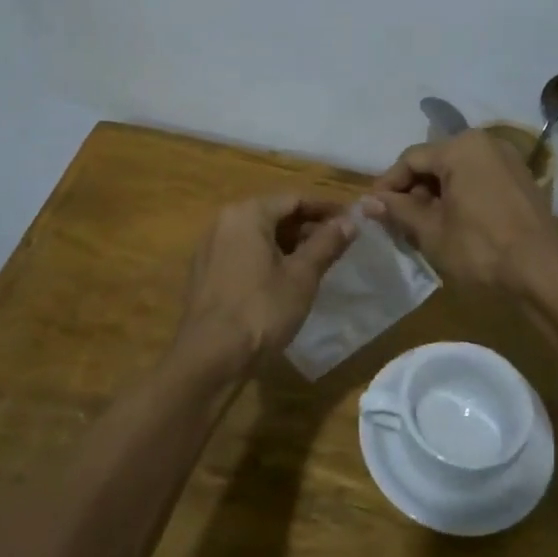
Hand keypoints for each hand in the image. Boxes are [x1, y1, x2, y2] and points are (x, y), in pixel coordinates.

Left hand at [172, 194, 356, 370]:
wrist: (209, 357)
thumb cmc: (261, 310)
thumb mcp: (302, 276)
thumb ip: (326, 243)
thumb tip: (350, 220)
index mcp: (247, 214)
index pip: (294, 199)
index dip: (325, 209)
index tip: (351, 221)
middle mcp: (224, 222)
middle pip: (274, 214)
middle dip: (307, 227)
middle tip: (339, 244)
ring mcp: (210, 248)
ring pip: (258, 235)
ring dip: (288, 244)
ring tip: (318, 262)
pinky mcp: (205, 273)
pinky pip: (243, 253)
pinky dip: (267, 258)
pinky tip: (286, 279)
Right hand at [364, 129, 557, 294]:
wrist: (544, 272)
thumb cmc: (481, 248)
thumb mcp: (431, 231)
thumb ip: (398, 211)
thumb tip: (367, 203)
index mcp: (461, 147)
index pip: (410, 159)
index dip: (387, 185)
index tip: (372, 211)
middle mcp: (485, 143)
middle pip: (435, 162)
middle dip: (412, 191)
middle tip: (395, 221)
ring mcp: (507, 160)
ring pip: (457, 172)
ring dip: (434, 196)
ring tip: (419, 226)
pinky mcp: (520, 180)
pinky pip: (478, 180)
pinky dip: (459, 197)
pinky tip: (450, 224)